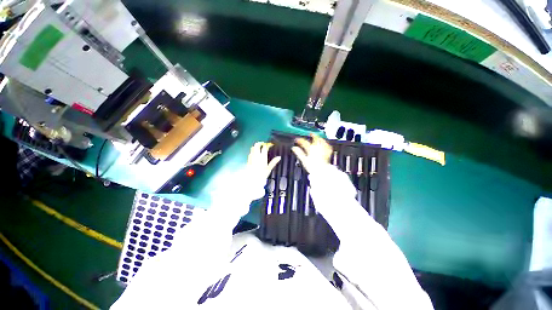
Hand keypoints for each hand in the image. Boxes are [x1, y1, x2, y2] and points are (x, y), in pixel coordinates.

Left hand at [247, 141, 280, 181]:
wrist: (252, 179)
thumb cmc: (261, 175)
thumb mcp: (269, 169)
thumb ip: (274, 162)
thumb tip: (279, 157)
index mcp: (262, 157)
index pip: (265, 147)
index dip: (268, 144)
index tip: (271, 145)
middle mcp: (256, 155)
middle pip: (257, 145)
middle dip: (260, 143)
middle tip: (264, 144)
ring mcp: (251, 157)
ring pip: (252, 148)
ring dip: (256, 146)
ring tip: (259, 148)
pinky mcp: (248, 160)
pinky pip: (250, 153)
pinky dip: (253, 151)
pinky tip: (254, 154)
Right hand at [292, 133, 332, 172]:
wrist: (322, 170)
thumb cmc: (313, 166)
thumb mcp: (304, 160)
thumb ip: (299, 153)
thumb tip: (294, 148)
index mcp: (311, 148)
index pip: (304, 142)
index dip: (299, 140)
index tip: (297, 140)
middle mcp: (318, 147)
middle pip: (315, 138)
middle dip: (312, 135)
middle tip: (310, 134)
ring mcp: (323, 148)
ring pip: (322, 140)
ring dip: (319, 138)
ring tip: (318, 137)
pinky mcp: (328, 152)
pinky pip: (327, 145)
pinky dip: (325, 143)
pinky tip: (325, 143)